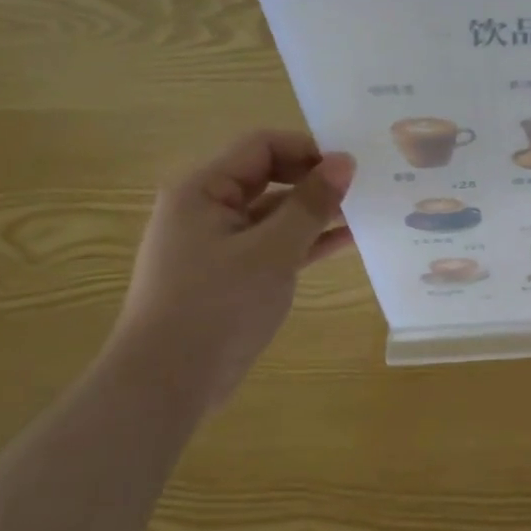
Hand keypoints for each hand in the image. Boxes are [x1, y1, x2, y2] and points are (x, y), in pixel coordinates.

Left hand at [109, 130, 355, 407]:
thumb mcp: (272, 250)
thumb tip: (344, 161)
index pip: (262, 146)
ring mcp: (218, 242)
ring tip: (364, 211)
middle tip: (363, 187)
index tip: (351, 167)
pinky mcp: (230, 273)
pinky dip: (305, 240)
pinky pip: (273, 243)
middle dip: (315, 178)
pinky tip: (346, 241)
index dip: (308, 149)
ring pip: (275, 211)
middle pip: (269, 174)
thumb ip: (310, 203)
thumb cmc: (216, 306)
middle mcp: (206, 207)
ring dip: (315, 211)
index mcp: (203, 188)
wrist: (167, 384)